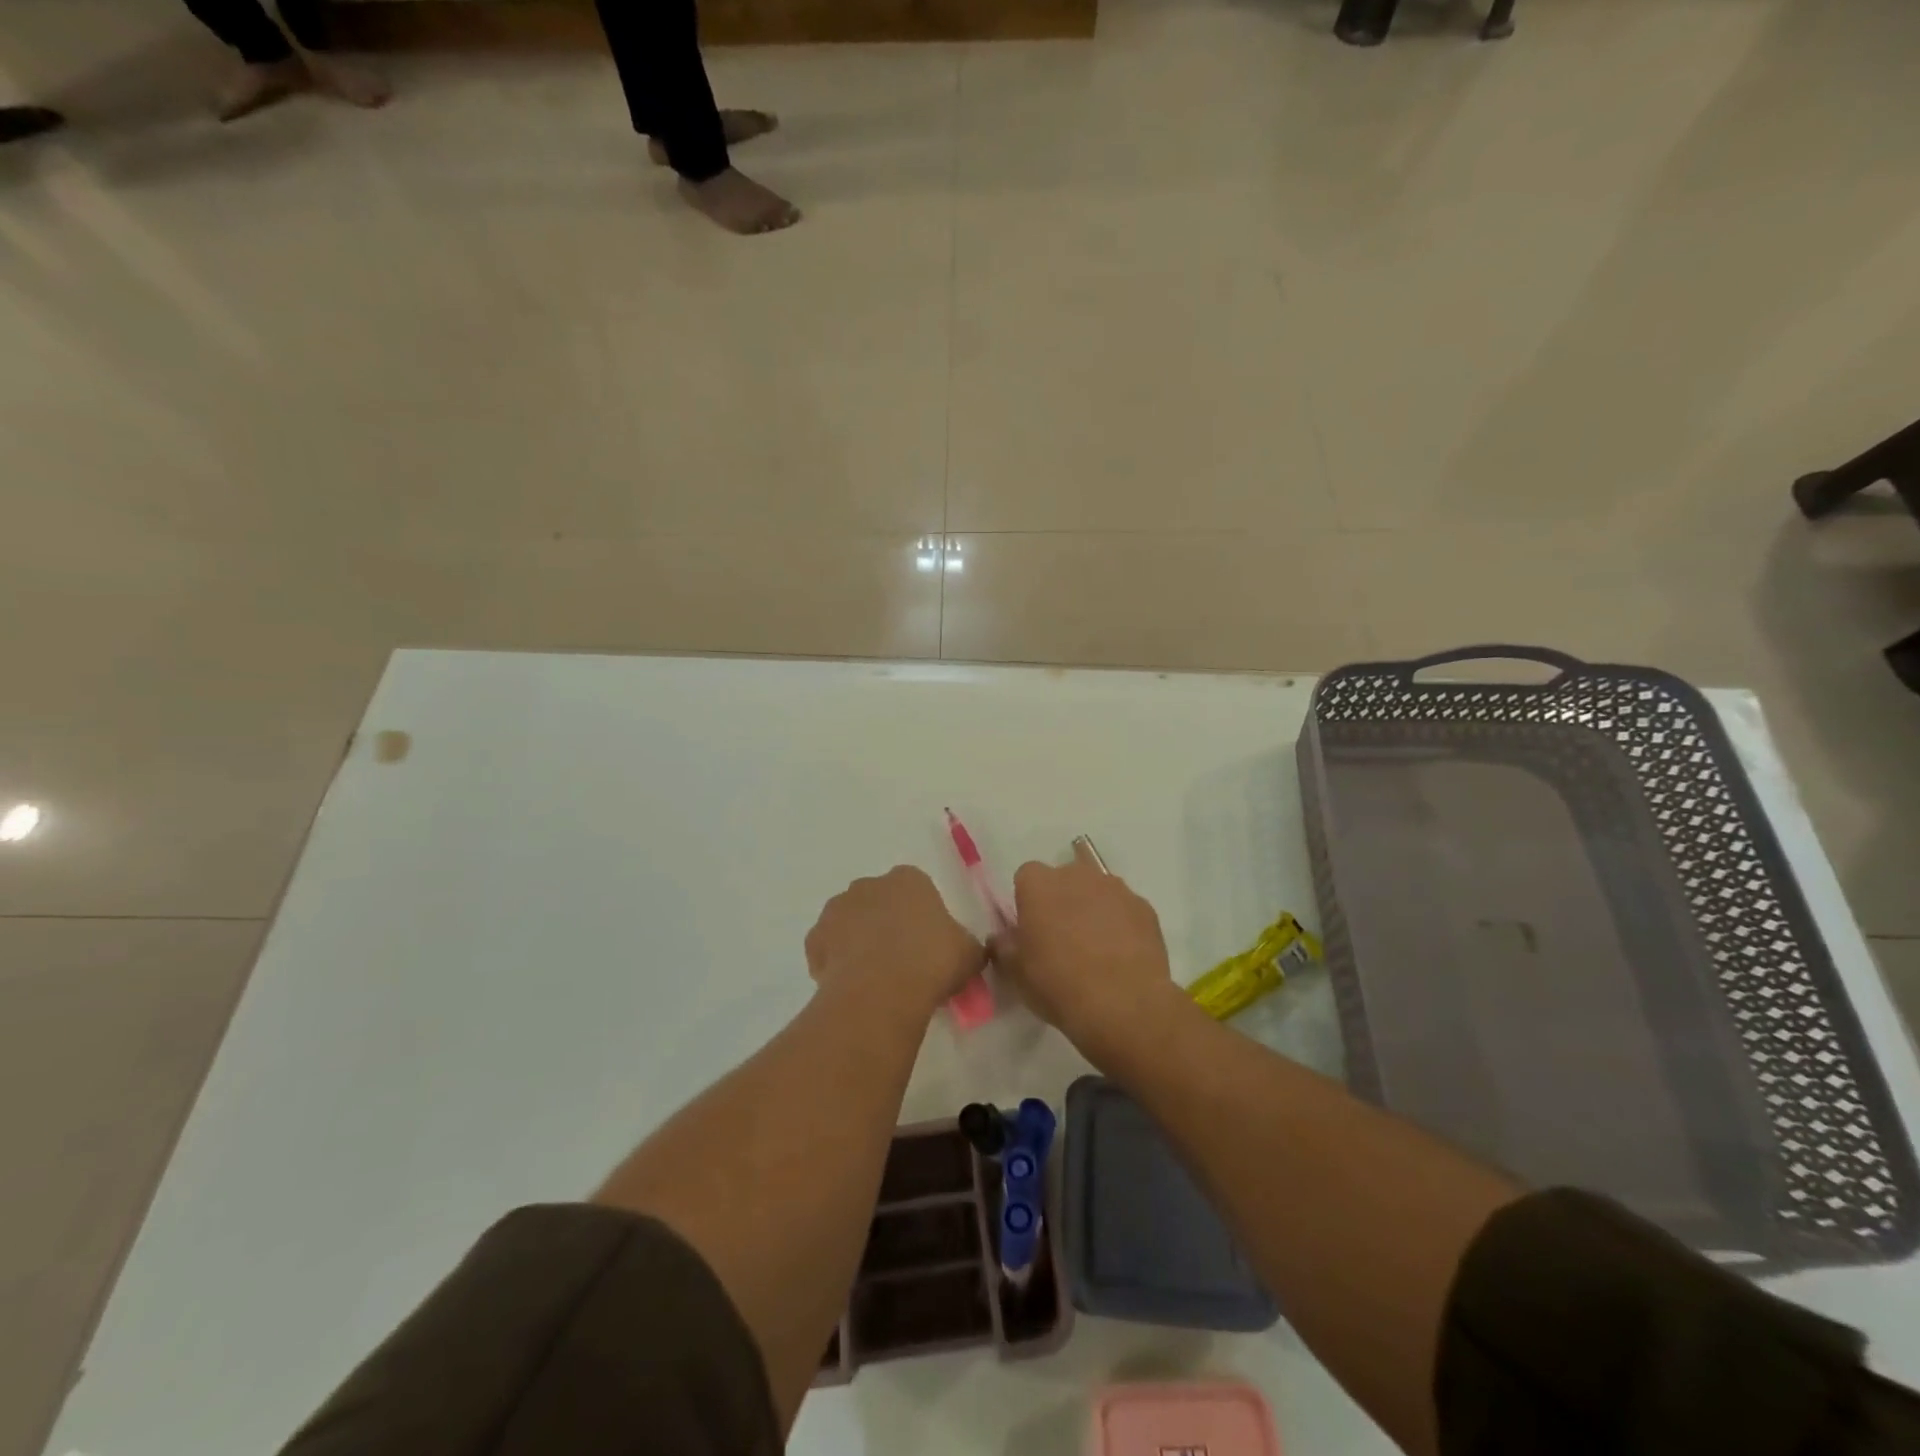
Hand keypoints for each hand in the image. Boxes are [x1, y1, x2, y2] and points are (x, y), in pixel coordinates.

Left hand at [806, 866, 984, 1022]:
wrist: (881, 991)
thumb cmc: (932, 962)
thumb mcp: (969, 954)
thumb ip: (965, 945)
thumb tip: (964, 951)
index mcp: (908, 879)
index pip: (916, 888)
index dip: (922, 915)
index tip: (928, 943)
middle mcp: (868, 885)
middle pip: (879, 901)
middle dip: (887, 923)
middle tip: (903, 959)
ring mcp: (837, 910)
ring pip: (850, 922)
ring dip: (859, 940)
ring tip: (876, 977)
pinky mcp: (814, 939)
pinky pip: (828, 948)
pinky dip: (836, 962)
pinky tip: (853, 985)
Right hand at [992, 843, 1185, 1062]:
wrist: (1123, 1004)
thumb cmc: (1058, 984)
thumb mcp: (1017, 973)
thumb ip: (1005, 947)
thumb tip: (1002, 937)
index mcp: (1039, 884)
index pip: (1026, 877)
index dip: (1027, 901)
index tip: (1031, 928)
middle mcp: (1076, 875)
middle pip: (1064, 878)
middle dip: (1061, 899)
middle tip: (1061, 937)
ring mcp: (1114, 887)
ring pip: (1097, 889)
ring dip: (1092, 908)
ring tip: (1095, 947)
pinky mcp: (1143, 906)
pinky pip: (1124, 908)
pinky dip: (1120, 922)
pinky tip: (1121, 953)